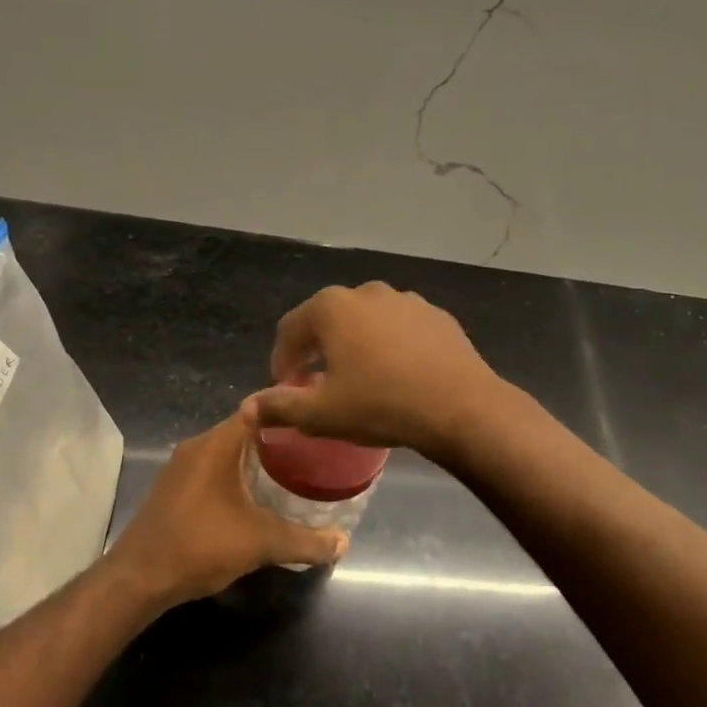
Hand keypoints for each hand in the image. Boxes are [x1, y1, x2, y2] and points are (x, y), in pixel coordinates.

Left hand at [107, 414, 347, 605]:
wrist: (137, 579)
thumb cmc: (200, 545)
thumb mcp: (261, 543)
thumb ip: (305, 541)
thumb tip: (343, 543)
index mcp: (217, 444)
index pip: (258, 407)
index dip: (287, 408)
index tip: (315, 416)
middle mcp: (197, 446)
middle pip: (243, 428)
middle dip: (277, 437)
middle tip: (313, 448)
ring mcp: (180, 468)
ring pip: (226, 451)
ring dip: (255, 459)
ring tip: (292, 471)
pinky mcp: (173, 489)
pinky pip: (212, 469)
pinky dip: (235, 475)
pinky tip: (255, 497)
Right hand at [240, 282, 506, 461]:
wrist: (460, 406)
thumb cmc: (381, 405)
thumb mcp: (322, 414)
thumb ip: (279, 407)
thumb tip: (247, 408)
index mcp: (332, 308)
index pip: (290, 329)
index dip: (281, 360)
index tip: (285, 388)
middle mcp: (367, 292)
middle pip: (328, 321)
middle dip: (317, 351)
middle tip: (317, 384)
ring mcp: (406, 300)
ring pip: (366, 322)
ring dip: (354, 346)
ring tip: (359, 380)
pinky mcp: (436, 315)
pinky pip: (400, 329)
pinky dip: (389, 346)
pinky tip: (398, 375)